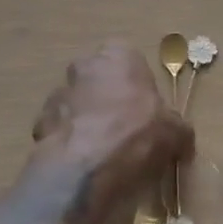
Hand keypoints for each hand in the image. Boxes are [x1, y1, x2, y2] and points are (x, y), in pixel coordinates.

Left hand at [31, 43, 192, 212]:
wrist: (86, 167)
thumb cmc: (137, 134)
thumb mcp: (175, 132)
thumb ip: (178, 129)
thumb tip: (182, 140)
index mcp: (119, 56)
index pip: (128, 59)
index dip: (136, 85)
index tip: (145, 110)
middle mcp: (85, 65)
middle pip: (99, 79)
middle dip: (108, 99)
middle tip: (124, 131)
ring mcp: (59, 93)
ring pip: (76, 104)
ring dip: (85, 120)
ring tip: (101, 153)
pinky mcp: (40, 122)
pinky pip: (59, 129)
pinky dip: (68, 142)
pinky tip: (81, 165)